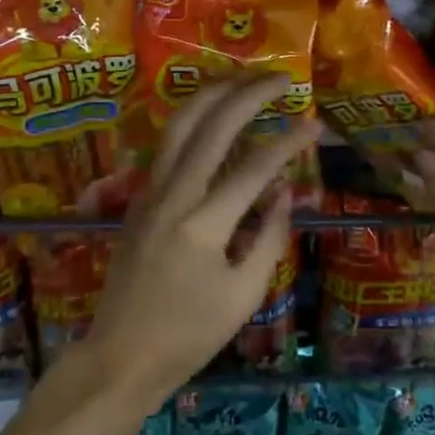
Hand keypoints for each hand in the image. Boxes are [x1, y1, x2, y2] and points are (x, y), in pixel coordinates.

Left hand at [84, 76, 317, 407]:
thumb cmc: (188, 337)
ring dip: (215, 92)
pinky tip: (213, 110)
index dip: (289, 142)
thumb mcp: (244, 297)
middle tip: (282, 78)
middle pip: (214, 127)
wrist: (119, 356)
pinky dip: (195, 116)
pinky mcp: (140, 195)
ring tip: (245, 77)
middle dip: (250, 94)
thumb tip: (284, 190)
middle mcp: (173, 195)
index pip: (255, 168)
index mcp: (203, 226)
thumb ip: (269, 238)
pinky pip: (169, 142)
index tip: (314, 125)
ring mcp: (150, 190)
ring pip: (181, 123)